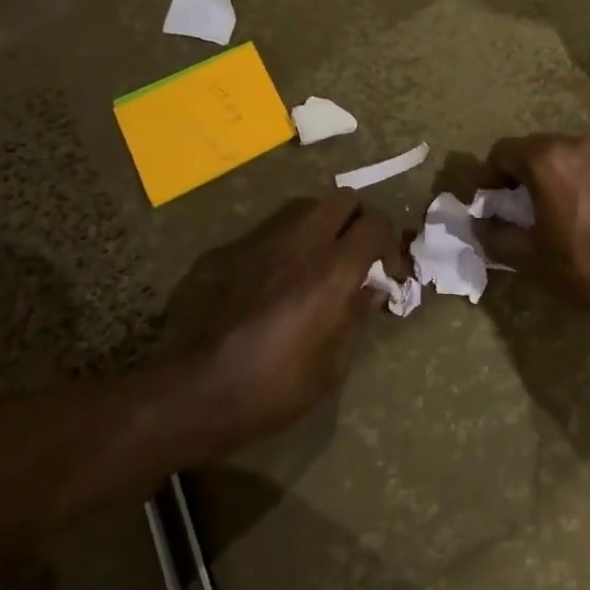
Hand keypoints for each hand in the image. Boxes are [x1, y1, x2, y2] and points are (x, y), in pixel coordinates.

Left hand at [185, 191, 403, 450]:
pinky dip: (303, 239)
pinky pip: (285, 229)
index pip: (375, 225)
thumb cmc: (272, 387)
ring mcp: (270, 243)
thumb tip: (373, 290)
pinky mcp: (244, 253)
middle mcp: (304, 244)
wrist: (198, 390)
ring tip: (331, 264)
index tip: (391, 274)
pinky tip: (297, 276)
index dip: (391, 244)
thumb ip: (356, 317)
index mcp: (332, 271)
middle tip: (364, 257)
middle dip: (362, 221)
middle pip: (345, 200)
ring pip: (313, 208)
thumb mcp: (330, 366)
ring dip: (331, 226)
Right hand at [471, 134, 589, 328]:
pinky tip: (577, 209)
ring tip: (546, 208)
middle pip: (530, 147)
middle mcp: (574, 144)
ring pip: (559, 153)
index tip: (489, 204)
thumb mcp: (530, 259)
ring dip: (544, 173)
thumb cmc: (586, 268)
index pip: (502, 152)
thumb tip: (479, 225)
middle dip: (516, 173)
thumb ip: (495, 236)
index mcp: (547, 160)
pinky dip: (571, 176)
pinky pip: (584, 162)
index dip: (489, 177)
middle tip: (513, 207)